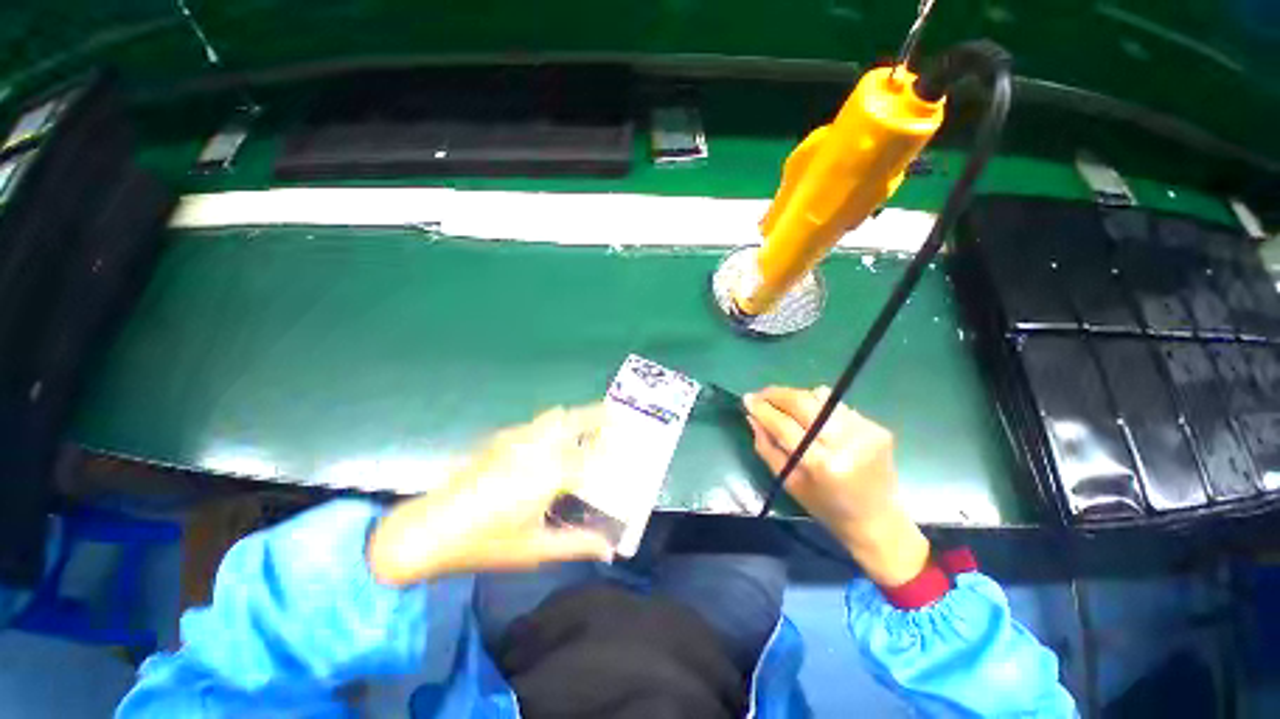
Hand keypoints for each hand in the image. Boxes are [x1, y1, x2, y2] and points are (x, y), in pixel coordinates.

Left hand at [367, 405, 614, 585]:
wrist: (429, 529)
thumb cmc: (485, 543)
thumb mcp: (536, 548)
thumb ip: (577, 544)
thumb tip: (609, 550)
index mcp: (550, 474)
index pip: (591, 455)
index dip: (610, 451)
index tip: (626, 448)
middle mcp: (537, 447)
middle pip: (574, 418)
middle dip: (597, 414)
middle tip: (615, 418)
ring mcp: (516, 439)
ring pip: (553, 416)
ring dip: (574, 418)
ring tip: (586, 429)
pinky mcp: (500, 440)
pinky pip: (534, 425)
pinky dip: (551, 426)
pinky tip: (547, 444)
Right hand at [744, 386, 929, 586]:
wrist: (878, 521)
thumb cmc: (825, 507)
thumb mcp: (788, 482)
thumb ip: (766, 447)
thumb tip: (751, 416)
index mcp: (821, 464)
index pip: (784, 425)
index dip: (763, 409)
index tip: (747, 399)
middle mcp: (845, 443)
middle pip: (803, 403)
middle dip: (777, 394)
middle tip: (761, 394)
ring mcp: (864, 432)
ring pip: (820, 398)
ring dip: (796, 397)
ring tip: (784, 404)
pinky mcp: (876, 427)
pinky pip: (837, 406)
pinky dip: (819, 407)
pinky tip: (814, 418)